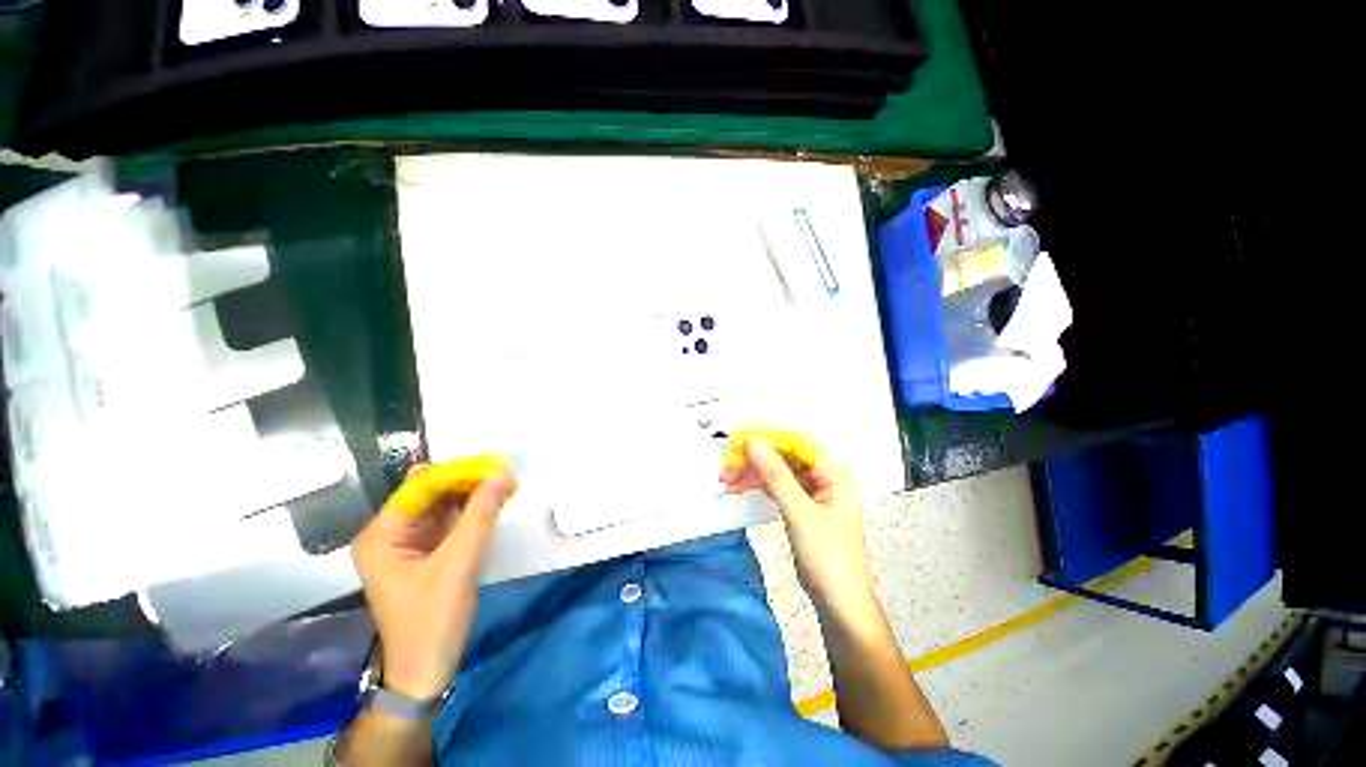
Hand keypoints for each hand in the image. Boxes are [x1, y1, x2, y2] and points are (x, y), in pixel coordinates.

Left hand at [351, 466, 518, 700]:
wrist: (426, 671)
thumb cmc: (434, 618)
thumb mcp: (460, 562)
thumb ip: (482, 514)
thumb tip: (504, 474)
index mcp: (382, 535)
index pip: (421, 486)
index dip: (458, 472)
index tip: (497, 466)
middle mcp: (389, 534)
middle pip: (430, 492)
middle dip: (466, 481)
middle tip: (504, 476)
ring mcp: (406, 544)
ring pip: (441, 504)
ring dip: (471, 494)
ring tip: (504, 487)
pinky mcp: (424, 554)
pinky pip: (447, 521)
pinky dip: (470, 511)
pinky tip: (492, 506)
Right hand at [723, 438, 875, 618]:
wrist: (838, 602)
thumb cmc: (826, 555)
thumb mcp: (798, 511)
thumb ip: (775, 474)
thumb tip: (754, 441)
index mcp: (833, 472)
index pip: (796, 443)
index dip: (767, 439)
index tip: (738, 442)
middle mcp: (825, 476)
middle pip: (785, 457)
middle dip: (756, 460)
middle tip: (727, 467)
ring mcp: (814, 492)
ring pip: (779, 472)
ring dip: (754, 474)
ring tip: (727, 481)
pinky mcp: (803, 506)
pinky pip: (779, 487)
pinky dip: (760, 487)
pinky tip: (741, 488)